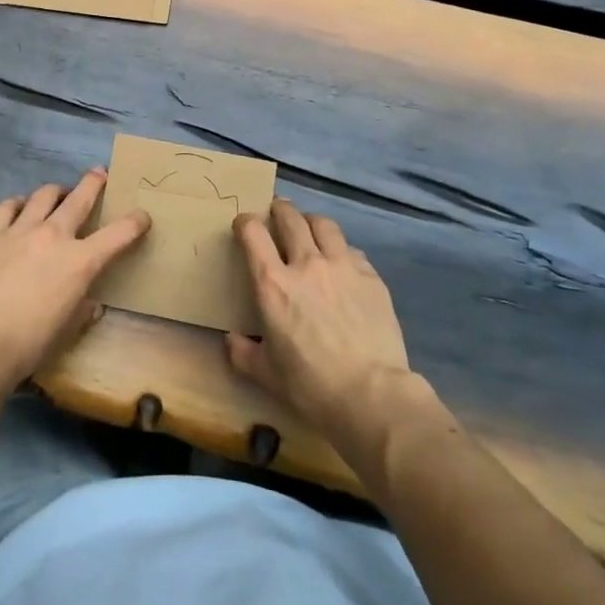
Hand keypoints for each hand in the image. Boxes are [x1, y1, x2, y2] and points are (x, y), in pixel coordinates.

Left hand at [0, 169, 150, 395]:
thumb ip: (82, 310)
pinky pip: (9, 206)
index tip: (142, 216)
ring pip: (44, 195)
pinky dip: (19, 203)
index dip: (135, 222)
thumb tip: (90, 303)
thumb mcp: (66, 330)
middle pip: (80, 198)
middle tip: (100, 173)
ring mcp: (21, 230)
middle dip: (94, 183)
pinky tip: (20, 207)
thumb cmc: (29, 344)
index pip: (118, 234)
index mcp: (81, 261)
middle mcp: (54, 235)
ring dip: (57, 191)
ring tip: (59, 192)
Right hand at [226, 200, 412, 441]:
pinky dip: (340, 249)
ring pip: (324, 224)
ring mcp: (342, 266)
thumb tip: (232, 339)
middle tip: (276, 212)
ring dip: (311, 222)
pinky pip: (351, 250)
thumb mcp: (266, 374)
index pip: (253, 233)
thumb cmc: (311, 385)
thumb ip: (243, 352)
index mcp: (273, 284)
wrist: (372, 394)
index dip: (245, 223)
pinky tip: (341, 262)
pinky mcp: (371, 277)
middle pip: (290, 218)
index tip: (243, 225)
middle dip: (279, 210)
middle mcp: (306, 264)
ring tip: (310, 228)